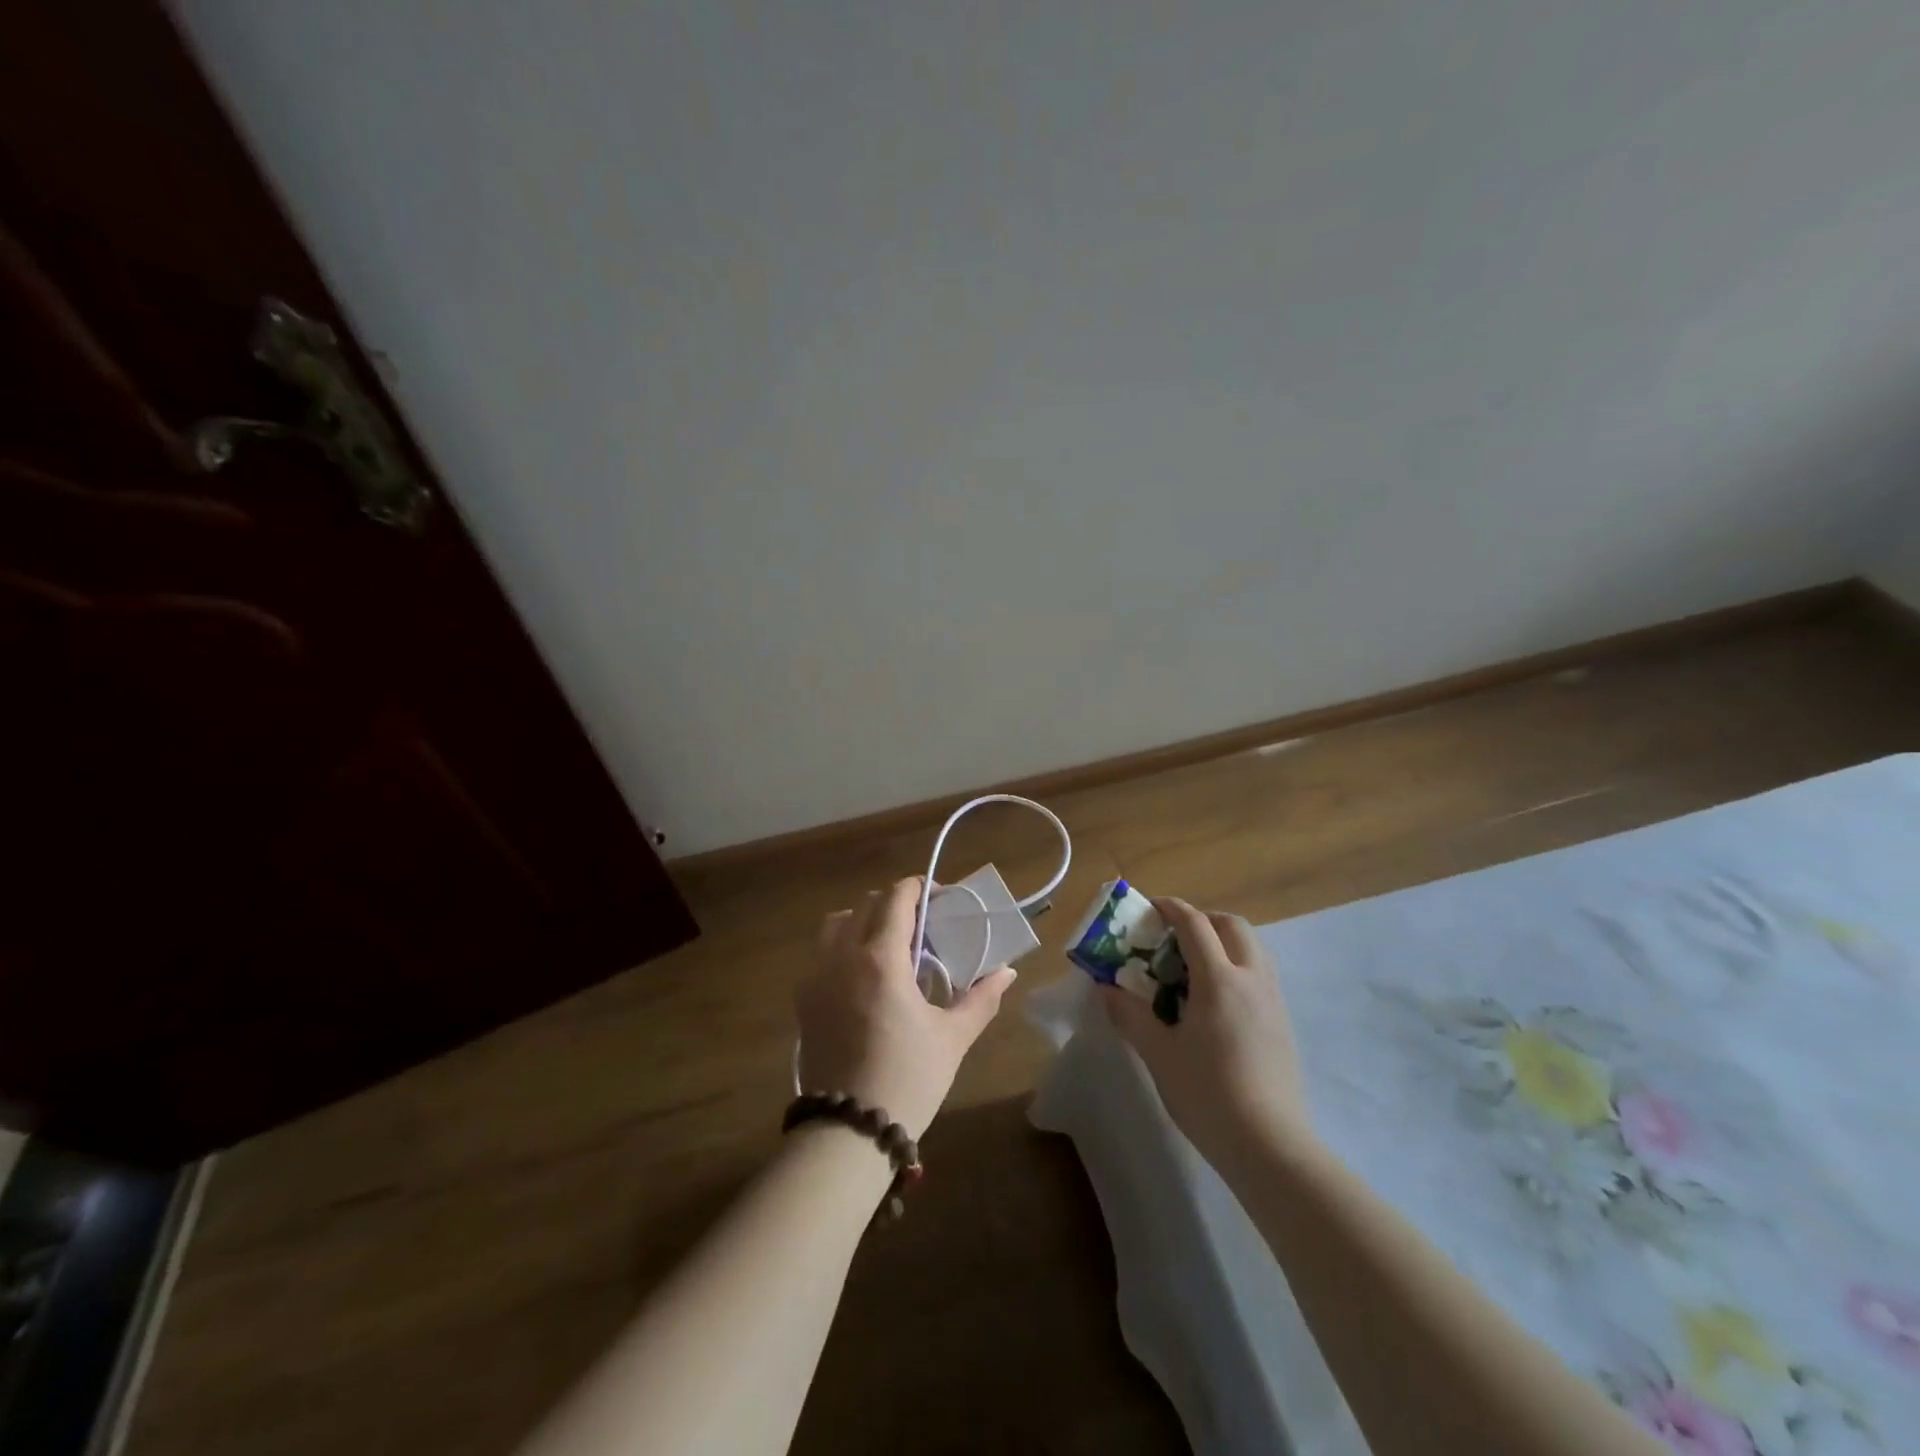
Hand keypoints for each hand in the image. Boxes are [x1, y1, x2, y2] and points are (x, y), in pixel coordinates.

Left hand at [796, 877, 1016, 1138]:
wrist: (848, 1131)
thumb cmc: (908, 1078)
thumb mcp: (952, 1037)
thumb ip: (981, 998)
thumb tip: (1007, 973)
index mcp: (881, 958)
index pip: (896, 898)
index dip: (919, 887)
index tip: (939, 897)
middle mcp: (843, 956)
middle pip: (866, 905)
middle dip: (895, 904)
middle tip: (922, 926)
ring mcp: (817, 977)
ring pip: (836, 923)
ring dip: (863, 920)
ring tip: (889, 946)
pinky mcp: (803, 1000)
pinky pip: (821, 953)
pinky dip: (843, 946)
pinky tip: (864, 978)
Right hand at [1101, 898, 1311, 1167]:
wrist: (1269, 1146)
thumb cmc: (1207, 1094)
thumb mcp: (1158, 1054)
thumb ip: (1130, 1015)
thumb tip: (1106, 989)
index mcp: (1219, 980)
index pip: (1195, 925)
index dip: (1172, 908)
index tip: (1151, 907)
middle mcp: (1252, 979)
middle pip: (1233, 925)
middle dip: (1203, 920)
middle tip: (1175, 937)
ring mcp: (1273, 1001)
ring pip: (1253, 947)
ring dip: (1224, 941)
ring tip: (1194, 966)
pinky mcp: (1283, 1023)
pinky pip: (1261, 973)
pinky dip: (1238, 966)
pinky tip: (1217, 1001)